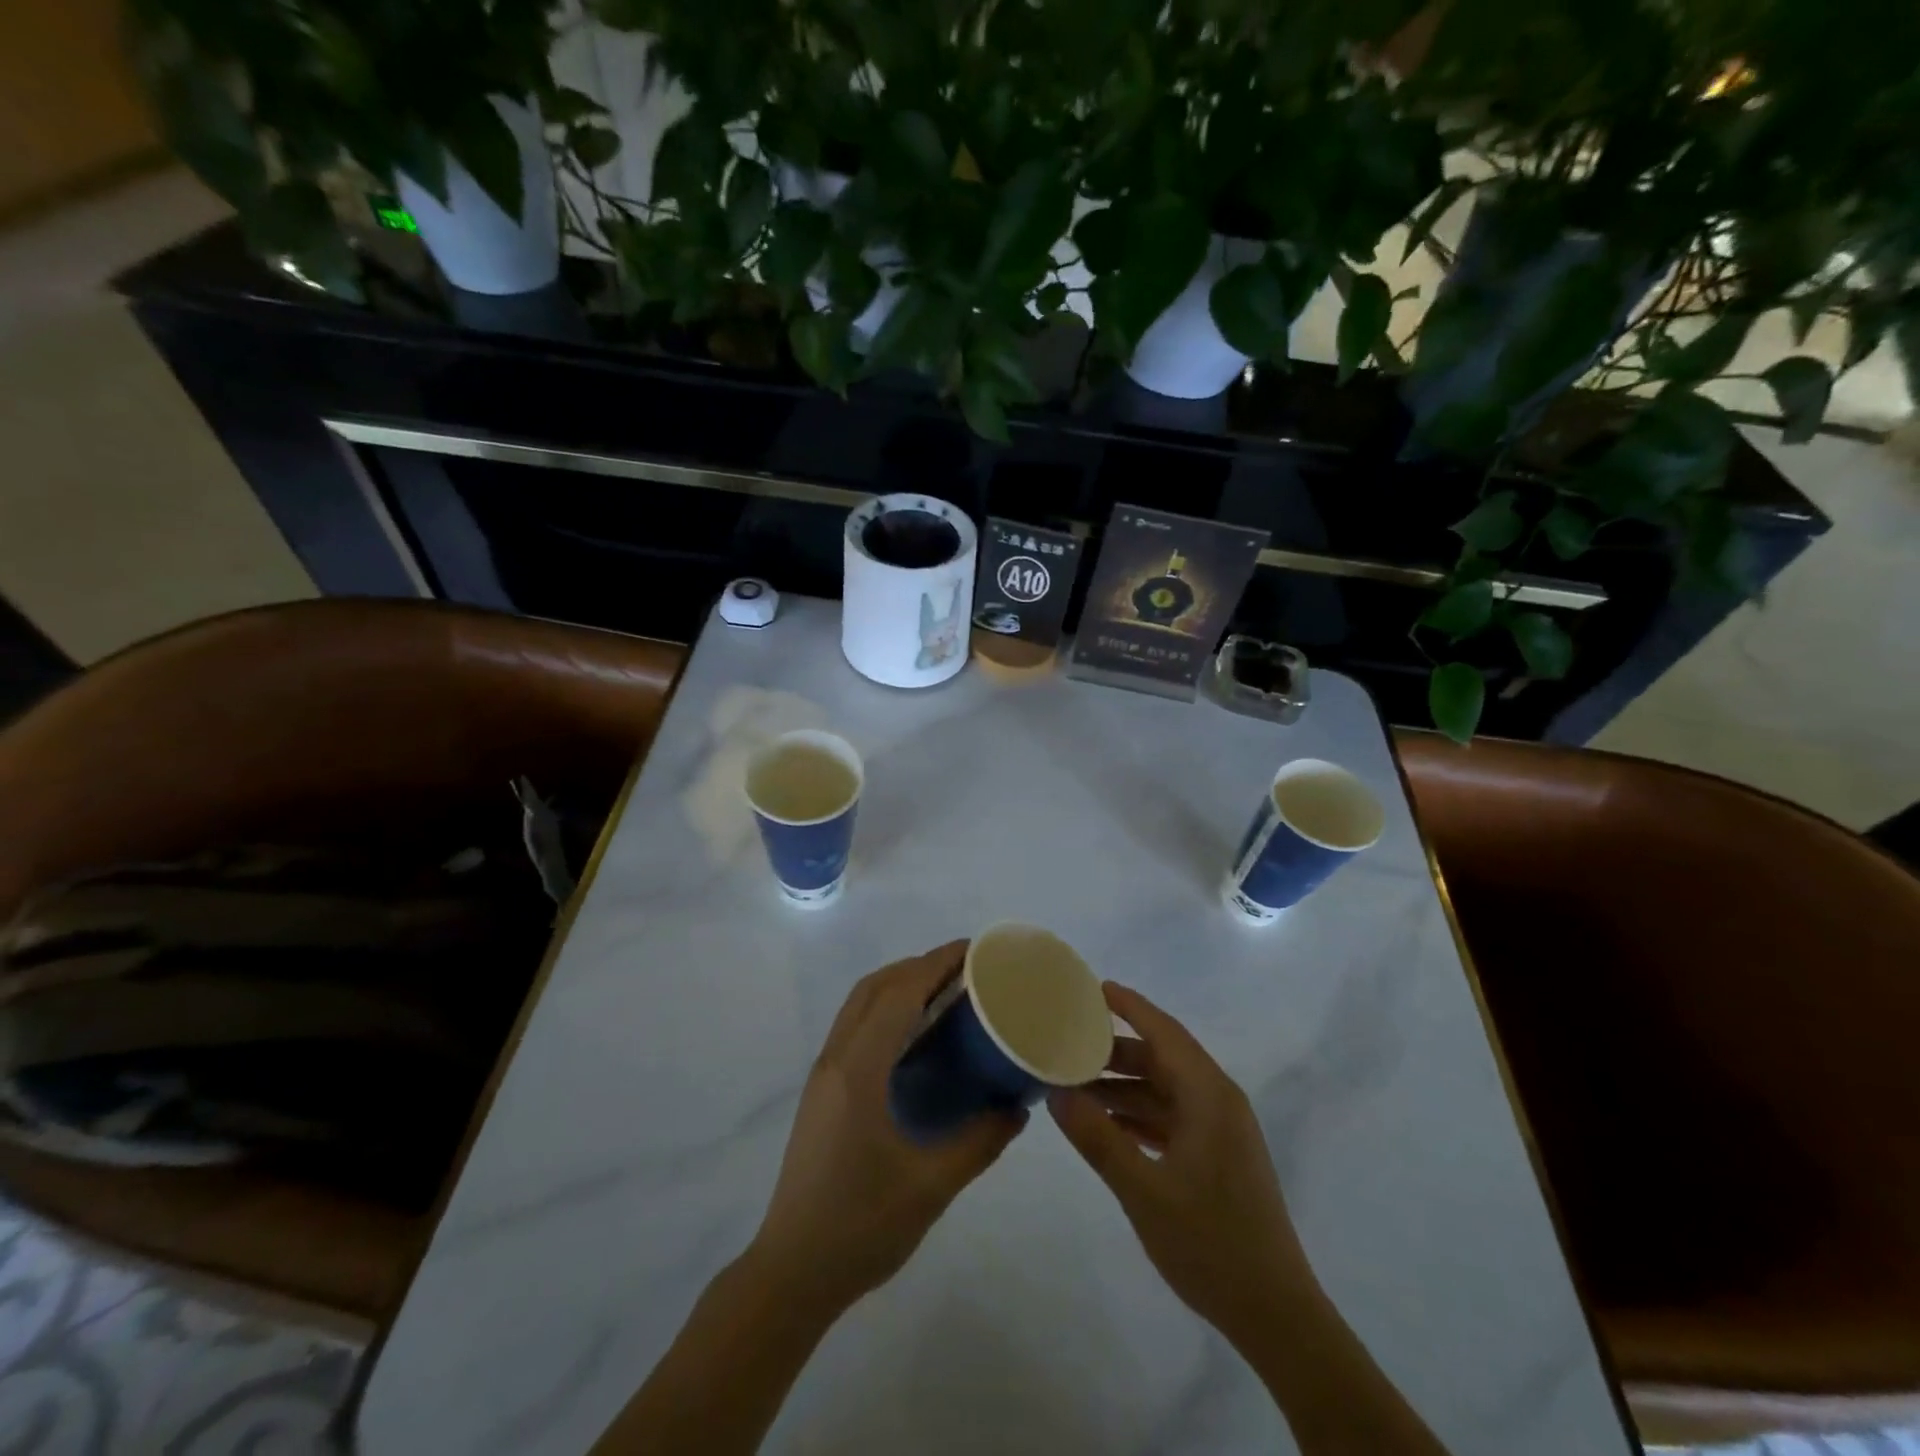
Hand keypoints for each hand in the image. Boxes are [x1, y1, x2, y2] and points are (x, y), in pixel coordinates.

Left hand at [748, 942, 1025, 1316]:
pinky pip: (854, 1028)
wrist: (791, 1272)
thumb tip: (1018, 1108)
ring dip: (898, 985)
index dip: (934, 963)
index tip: (972, 950)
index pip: (898, 994)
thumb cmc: (860, 1227)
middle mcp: (835, 1060)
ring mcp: (823, 1075)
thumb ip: (979, 1143)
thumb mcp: (930, 1187)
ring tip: (944, 992)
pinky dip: (885, 1010)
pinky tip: (914, 1037)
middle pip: (874, 988)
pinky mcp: (821, 1092)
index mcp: (858, 1071)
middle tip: (964, 969)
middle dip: (917, 966)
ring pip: (859, 1005)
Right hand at [1048, 982, 1316, 1345]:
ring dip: (1123, 1085)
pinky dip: (1138, 1113)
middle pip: (1162, 1058)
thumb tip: (1056, 1092)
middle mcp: (1217, 1101)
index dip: (1129, 1006)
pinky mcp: (1217, 1156)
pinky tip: (1105, 1122)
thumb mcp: (1144, 1190)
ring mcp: (1220, 1130)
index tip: (1092, 987)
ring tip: (1074, 1083)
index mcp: (1209, 1096)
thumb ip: (1098, 1138)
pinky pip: (1171, 1116)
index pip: (1164, 1032)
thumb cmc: (1211, 1243)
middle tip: (1067, 1041)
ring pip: (1164, 1089)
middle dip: (1115, 1049)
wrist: (1275, 1315)